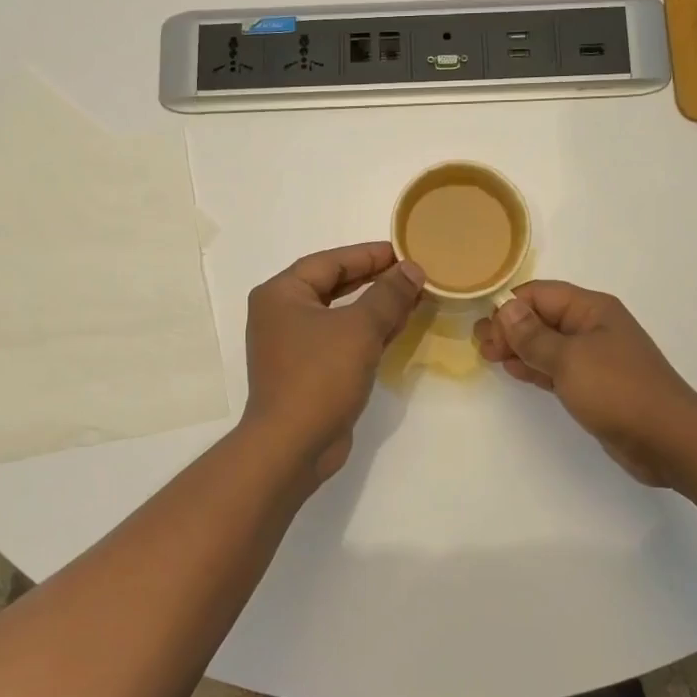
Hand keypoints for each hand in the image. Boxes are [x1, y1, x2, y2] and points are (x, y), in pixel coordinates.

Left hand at [242, 242, 425, 480]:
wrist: (293, 445)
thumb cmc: (320, 376)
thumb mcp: (360, 328)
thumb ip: (388, 294)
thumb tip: (411, 269)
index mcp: (282, 294)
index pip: (331, 262)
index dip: (370, 254)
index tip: (405, 251)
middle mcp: (282, 314)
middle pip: (334, 286)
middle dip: (375, 280)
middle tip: (413, 273)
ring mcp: (294, 344)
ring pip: (340, 314)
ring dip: (376, 306)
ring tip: (414, 296)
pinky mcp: (308, 370)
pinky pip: (342, 339)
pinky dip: (368, 332)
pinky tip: (398, 327)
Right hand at [474, 281, 696, 486]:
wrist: (669, 440)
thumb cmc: (618, 390)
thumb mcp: (569, 359)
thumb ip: (533, 336)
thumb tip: (506, 309)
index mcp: (592, 309)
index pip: (540, 294)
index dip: (510, 308)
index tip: (484, 330)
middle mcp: (593, 326)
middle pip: (542, 317)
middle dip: (510, 328)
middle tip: (481, 346)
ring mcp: (595, 357)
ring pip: (547, 343)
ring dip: (519, 348)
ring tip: (489, 357)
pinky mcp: (594, 385)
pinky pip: (557, 367)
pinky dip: (535, 367)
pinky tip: (514, 371)